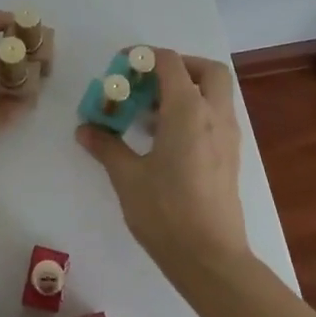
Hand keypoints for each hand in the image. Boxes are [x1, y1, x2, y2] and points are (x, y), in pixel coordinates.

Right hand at [75, 49, 249, 270]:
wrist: (212, 260)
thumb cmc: (167, 212)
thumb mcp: (127, 177)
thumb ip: (107, 146)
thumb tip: (85, 130)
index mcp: (189, 111)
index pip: (170, 63)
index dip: (144, 56)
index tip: (121, 65)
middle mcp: (214, 116)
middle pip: (207, 70)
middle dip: (179, 66)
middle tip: (148, 82)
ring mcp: (228, 138)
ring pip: (215, 94)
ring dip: (186, 91)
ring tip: (148, 114)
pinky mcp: (230, 158)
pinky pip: (215, 118)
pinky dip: (194, 113)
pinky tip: (164, 140)